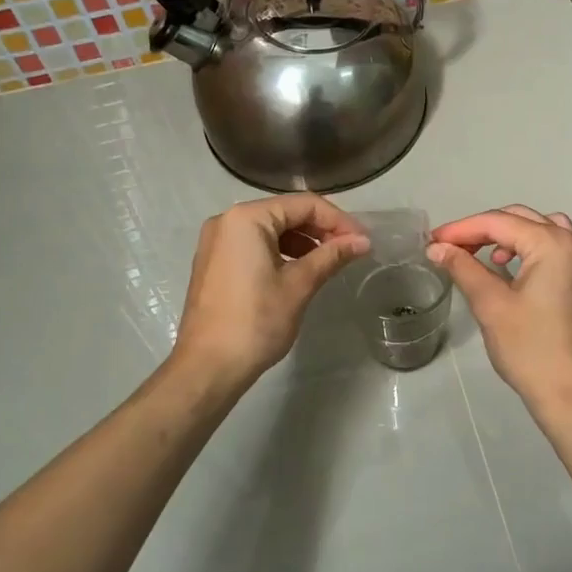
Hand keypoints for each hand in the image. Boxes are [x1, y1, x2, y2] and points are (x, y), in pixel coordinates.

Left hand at [172, 195, 368, 386]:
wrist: (208, 367)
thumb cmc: (256, 322)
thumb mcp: (299, 285)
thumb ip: (331, 256)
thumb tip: (363, 241)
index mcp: (246, 218)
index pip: (303, 204)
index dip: (338, 220)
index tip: (363, 241)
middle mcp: (227, 221)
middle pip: (285, 213)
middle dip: (321, 230)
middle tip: (350, 252)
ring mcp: (217, 242)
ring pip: (271, 230)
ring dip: (303, 242)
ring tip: (329, 263)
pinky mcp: (215, 263)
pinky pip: (255, 246)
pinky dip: (281, 253)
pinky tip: (301, 272)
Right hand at [428, 206, 571, 416]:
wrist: (570, 393)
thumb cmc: (529, 348)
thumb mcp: (490, 304)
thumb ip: (463, 268)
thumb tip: (437, 247)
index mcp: (552, 244)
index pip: (498, 222)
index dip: (462, 229)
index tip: (432, 240)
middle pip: (520, 219)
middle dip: (482, 229)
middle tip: (450, 246)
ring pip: (539, 229)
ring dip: (507, 235)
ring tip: (481, 255)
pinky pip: (553, 248)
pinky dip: (527, 248)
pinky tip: (508, 269)